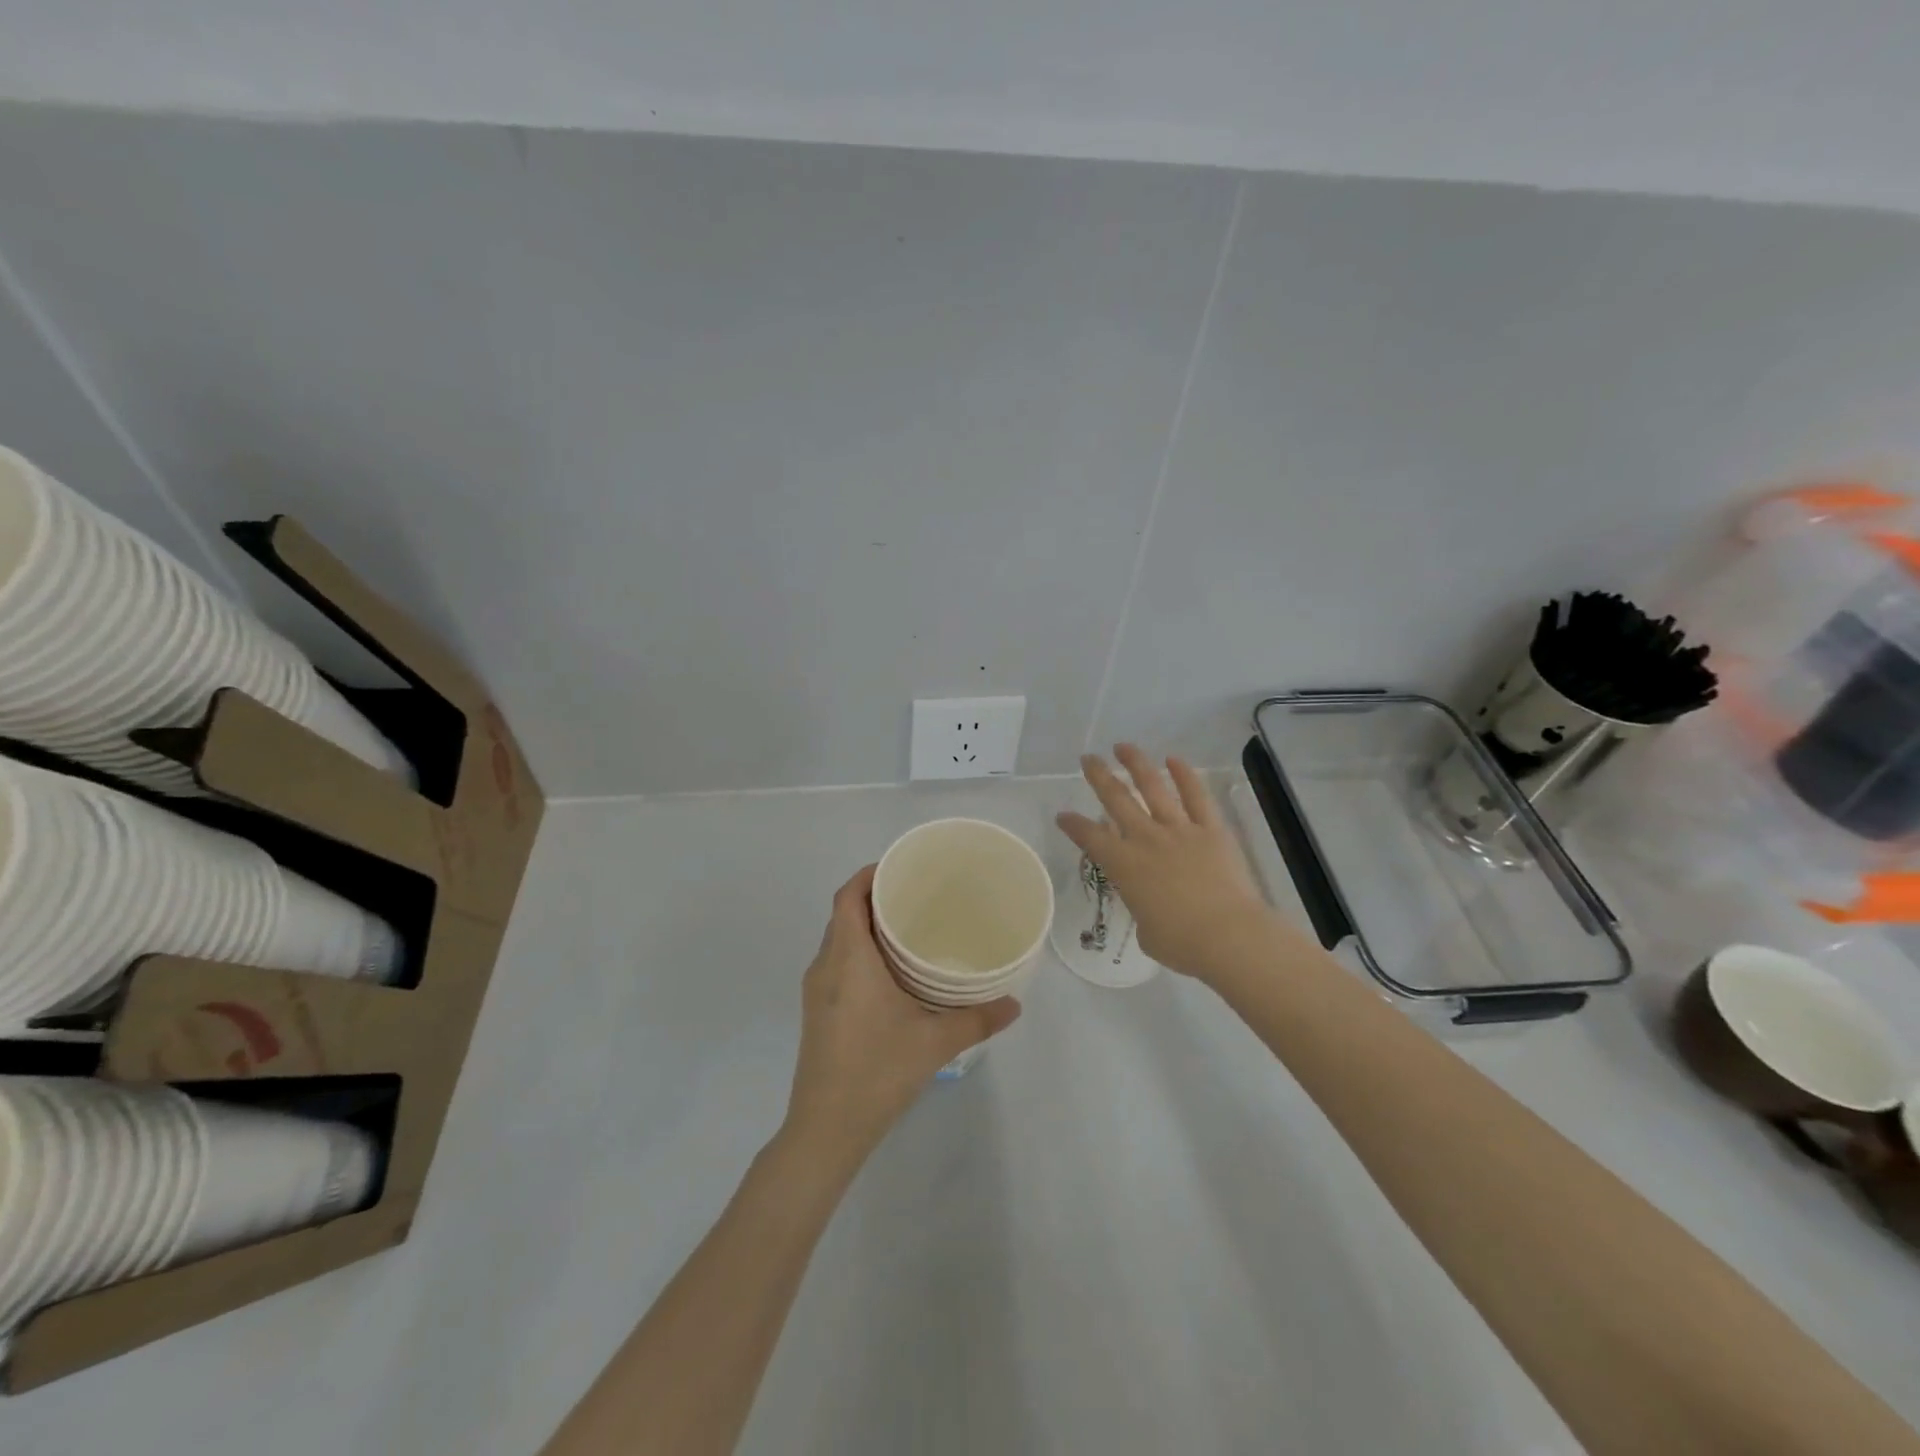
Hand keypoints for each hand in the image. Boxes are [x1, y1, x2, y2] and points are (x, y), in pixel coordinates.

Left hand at [782, 866, 1020, 1166]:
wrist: (826, 1129)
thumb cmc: (877, 1071)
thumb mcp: (935, 1042)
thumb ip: (978, 1018)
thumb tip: (1015, 1004)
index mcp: (848, 958)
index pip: (848, 896)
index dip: (869, 874)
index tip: (900, 868)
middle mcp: (825, 965)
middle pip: (844, 914)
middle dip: (875, 897)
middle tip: (917, 895)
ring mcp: (816, 990)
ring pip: (839, 940)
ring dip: (867, 926)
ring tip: (909, 928)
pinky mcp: (817, 1011)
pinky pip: (837, 962)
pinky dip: (860, 952)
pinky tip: (892, 972)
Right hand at [1056, 745, 1274, 982]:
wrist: (1227, 935)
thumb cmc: (1181, 943)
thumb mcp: (1147, 930)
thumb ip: (1143, 908)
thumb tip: (1153, 904)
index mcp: (1124, 866)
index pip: (1090, 838)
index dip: (1073, 825)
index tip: (1062, 815)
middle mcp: (1146, 839)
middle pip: (1116, 799)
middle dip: (1099, 776)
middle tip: (1088, 759)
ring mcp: (1179, 830)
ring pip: (1153, 787)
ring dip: (1136, 764)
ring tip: (1123, 746)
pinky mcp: (1210, 830)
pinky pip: (1196, 796)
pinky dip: (1185, 775)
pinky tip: (1174, 759)